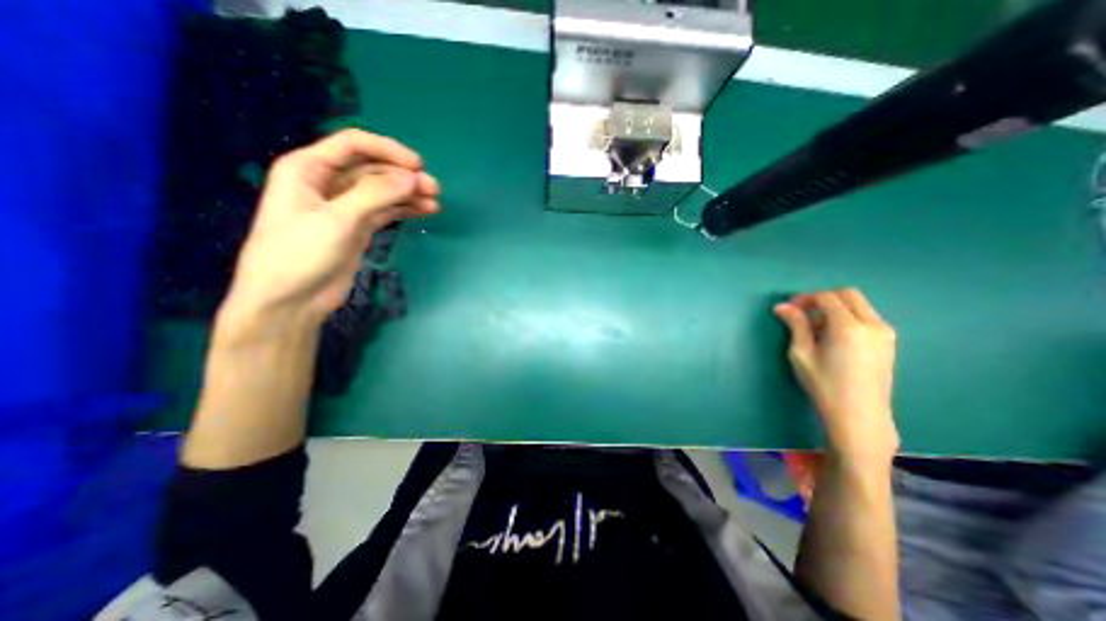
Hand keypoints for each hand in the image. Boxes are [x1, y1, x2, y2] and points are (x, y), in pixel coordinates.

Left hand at [217, 128, 441, 336]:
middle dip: (404, 177)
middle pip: (373, 169)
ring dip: (409, 195)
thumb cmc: (301, 253)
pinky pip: (385, 211)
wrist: (291, 300)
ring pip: (383, 192)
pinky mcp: (358, 228)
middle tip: (434, 189)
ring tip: (435, 203)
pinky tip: (424, 211)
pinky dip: (404, 210)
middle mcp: (327, 183)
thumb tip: (415, 178)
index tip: (418, 166)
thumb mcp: (338, 219)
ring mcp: (345, 207)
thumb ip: (376, 195)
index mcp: (309, 168)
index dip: (388, 150)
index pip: (354, 145)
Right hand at [777, 289, 896, 463]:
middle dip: (822, 298)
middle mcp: (873, 324)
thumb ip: (796, 325)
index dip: (805, 298)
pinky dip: (848, 317)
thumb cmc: (824, 385)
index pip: (827, 297)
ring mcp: (885, 333)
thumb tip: (782, 307)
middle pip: (848, 294)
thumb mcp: (802, 354)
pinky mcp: (889, 342)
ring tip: (816, 327)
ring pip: (859, 305)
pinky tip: (833, 336)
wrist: (859, 415)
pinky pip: (866, 317)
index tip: (789, 308)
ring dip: (835, 307)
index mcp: (848, 327)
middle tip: (802, 313)